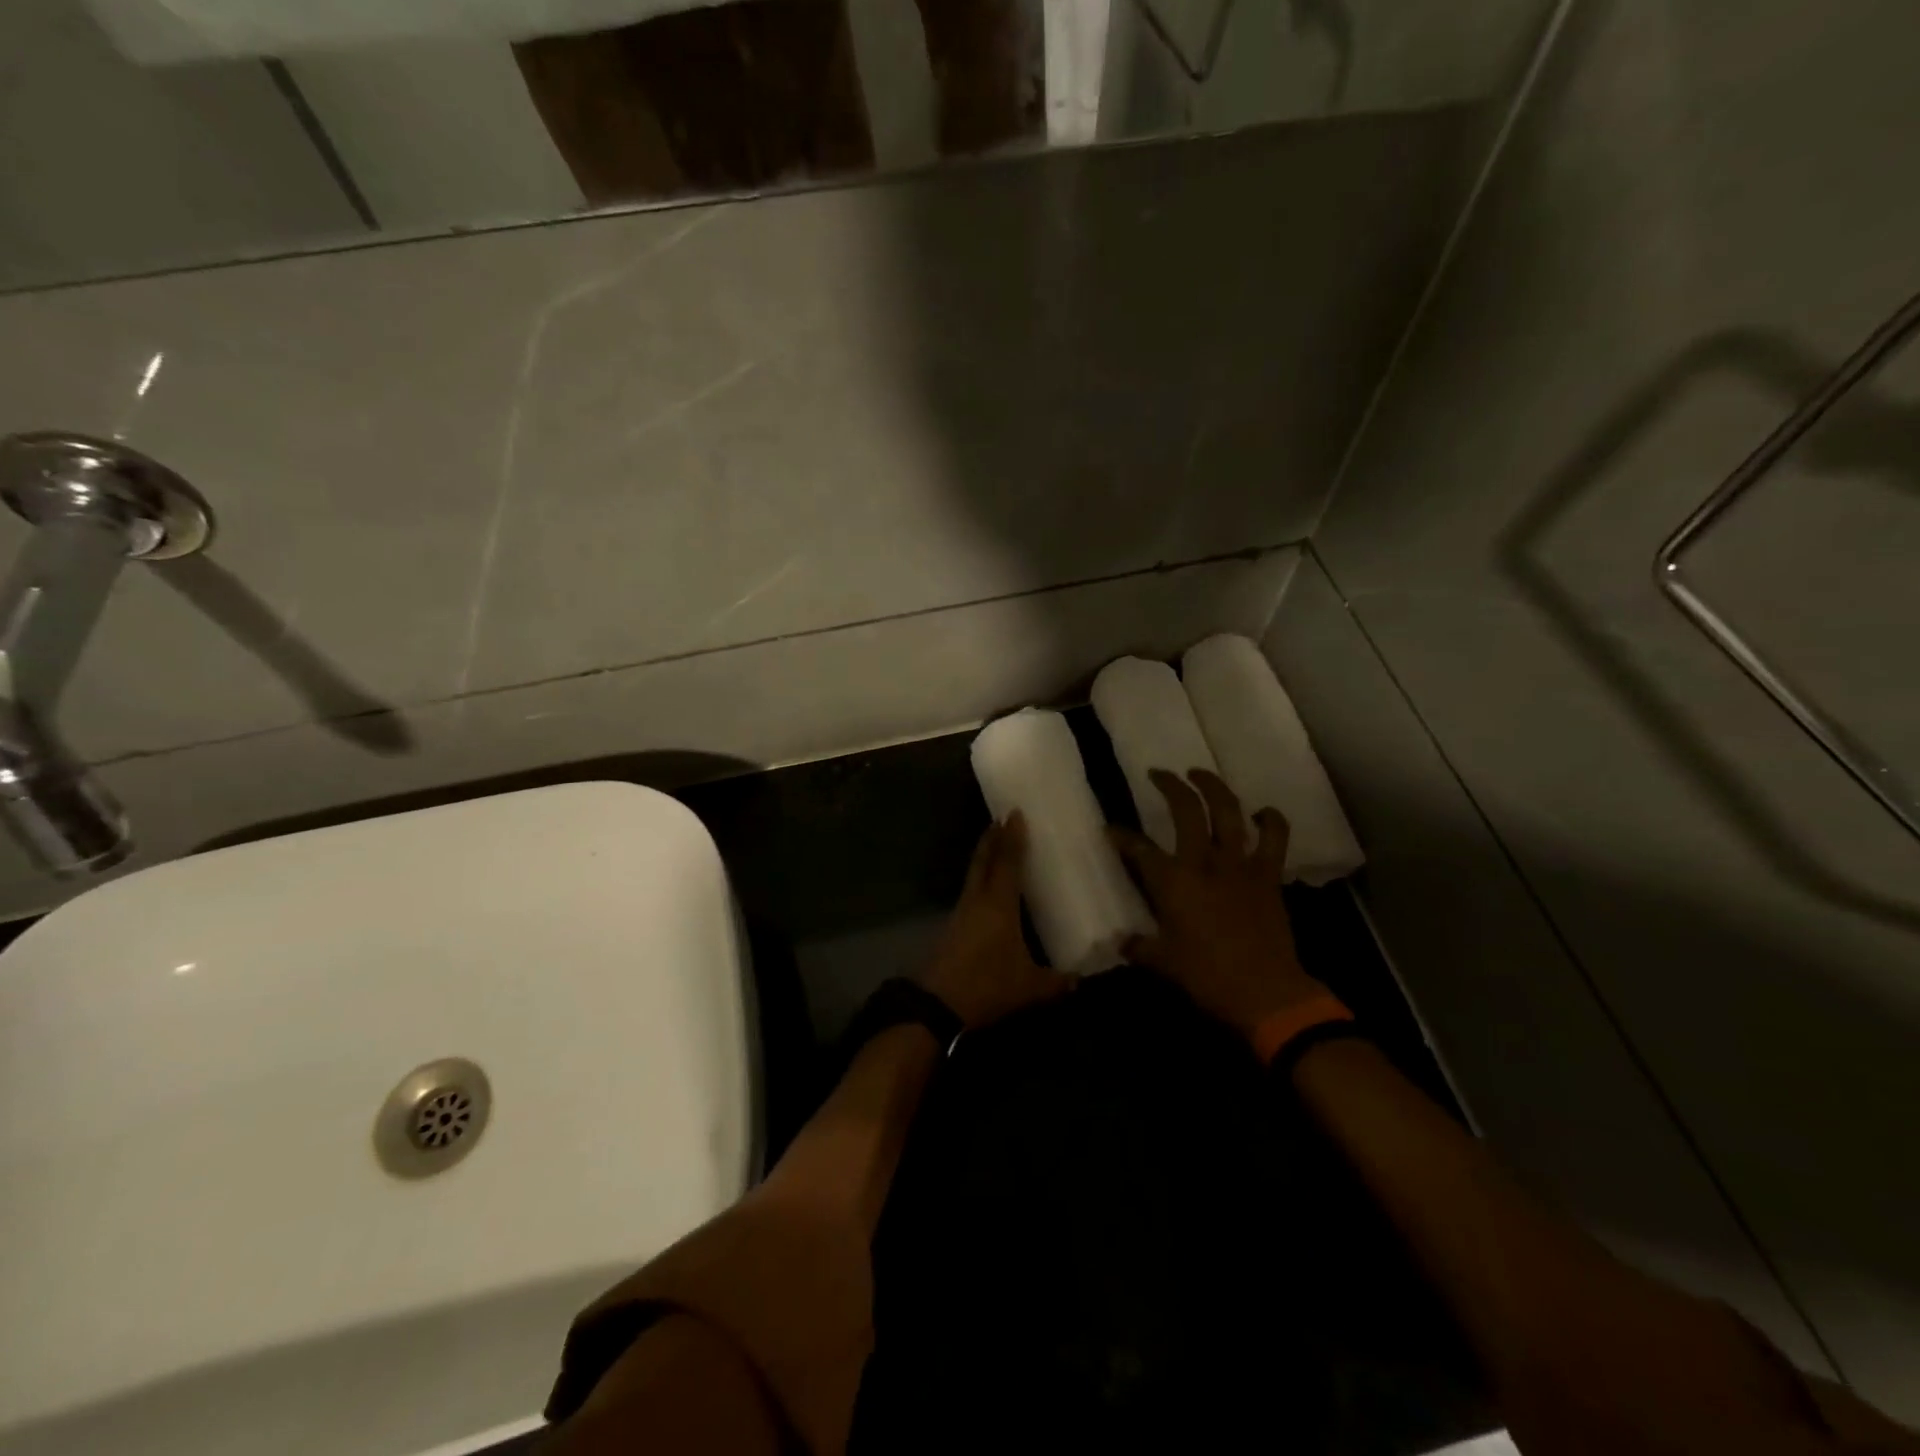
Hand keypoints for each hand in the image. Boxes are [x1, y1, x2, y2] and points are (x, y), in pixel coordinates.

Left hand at [921, 813, 1070, 1030]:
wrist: (938, 1004)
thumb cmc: (987, 986)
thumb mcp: (1029, 987)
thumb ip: (1057, 981)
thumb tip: (1081, 980)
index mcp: (998, 904)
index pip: (1007, 862)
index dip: (1012, 838)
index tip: (1015, 814)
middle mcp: (977, 900)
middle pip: (983, 861)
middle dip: (992, 839)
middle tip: (1001, 820)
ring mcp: (961, 913)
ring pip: (974, 876)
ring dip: (985, 858)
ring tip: (998, 849)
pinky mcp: (953, 927)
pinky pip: (970, 893)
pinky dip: (980, 881)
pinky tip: (990, 891)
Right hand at [1111, 769, 1324, 1047]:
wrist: (1265, 991)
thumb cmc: (1206, 977)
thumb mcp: (1163, 963)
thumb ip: (1140, 947)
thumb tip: (1123, 942)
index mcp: (1173, 882)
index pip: (1138, 849)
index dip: (1121, 836)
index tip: (1110, 828)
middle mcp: (1204, 862)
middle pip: (1186, 810)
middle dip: (1170, 786)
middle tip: (1159, 774)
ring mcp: (1239, 865)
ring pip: (1228, 811)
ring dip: (1214, 787)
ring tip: (1200, 773)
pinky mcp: (1268, 875)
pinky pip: (1274, 838)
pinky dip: (1270, 820)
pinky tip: (1262, 813)